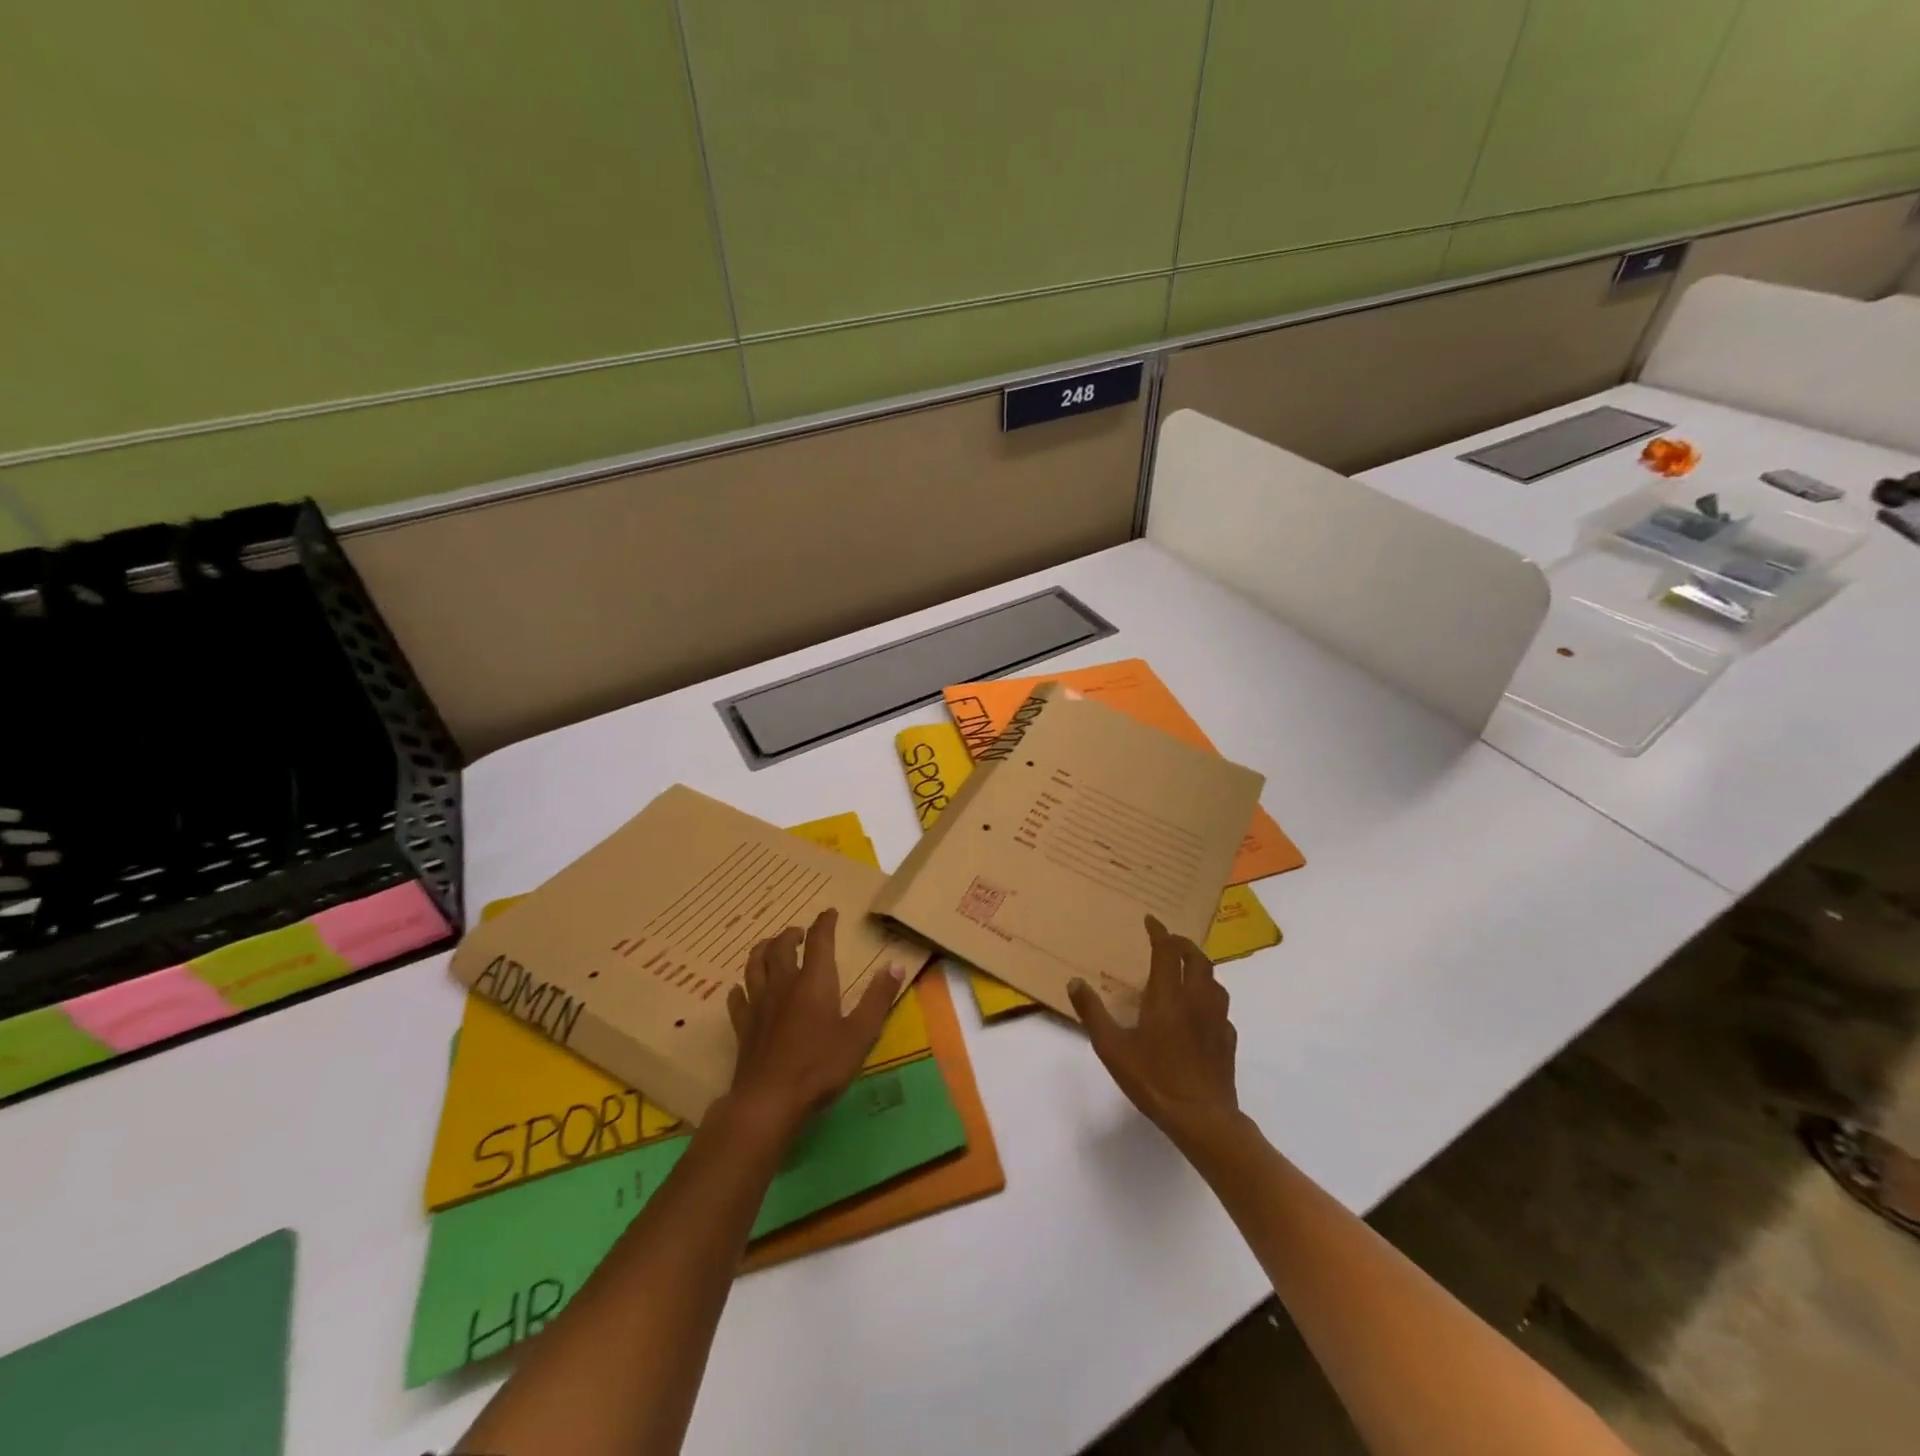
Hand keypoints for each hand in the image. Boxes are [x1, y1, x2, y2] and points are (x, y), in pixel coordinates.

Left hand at [725, 908, 900, 1132]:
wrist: (770, 1101)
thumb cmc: (821, 1066)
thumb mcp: (860, 1033)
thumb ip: (878, 998)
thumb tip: (896, 966)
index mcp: (814, 982)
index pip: (819, 941)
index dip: (824, 923)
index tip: (829, 913)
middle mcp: (783, 984)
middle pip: (780, 948)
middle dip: (790, 934)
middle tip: (798, 932)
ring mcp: (759, 1005)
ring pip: (754, 966)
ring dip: (762, 950)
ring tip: (768, 946)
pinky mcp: (743, 1027)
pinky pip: (737, 999)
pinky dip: (739, 989)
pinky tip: (739, 989)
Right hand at [1069, 915, 1238, 1147]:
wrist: (1202, 1118)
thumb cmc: (1154, 1079)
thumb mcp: (1112, 1047)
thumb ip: (1093, 1012)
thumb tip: (1075, 981)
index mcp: (1168, 996)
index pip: (1167, 951)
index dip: (1159, 932)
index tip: (1151, 920)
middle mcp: (1196, 999)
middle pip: (1197, 959)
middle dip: (1183, 944)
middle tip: (1169, 941)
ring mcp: (1217, 1019)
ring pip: (1214, 980)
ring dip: (1200, 967)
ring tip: (1186, 970)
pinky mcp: (1228, 1040)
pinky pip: (1221, 1007)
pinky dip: (1209, 997)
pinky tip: (1199, 1011)